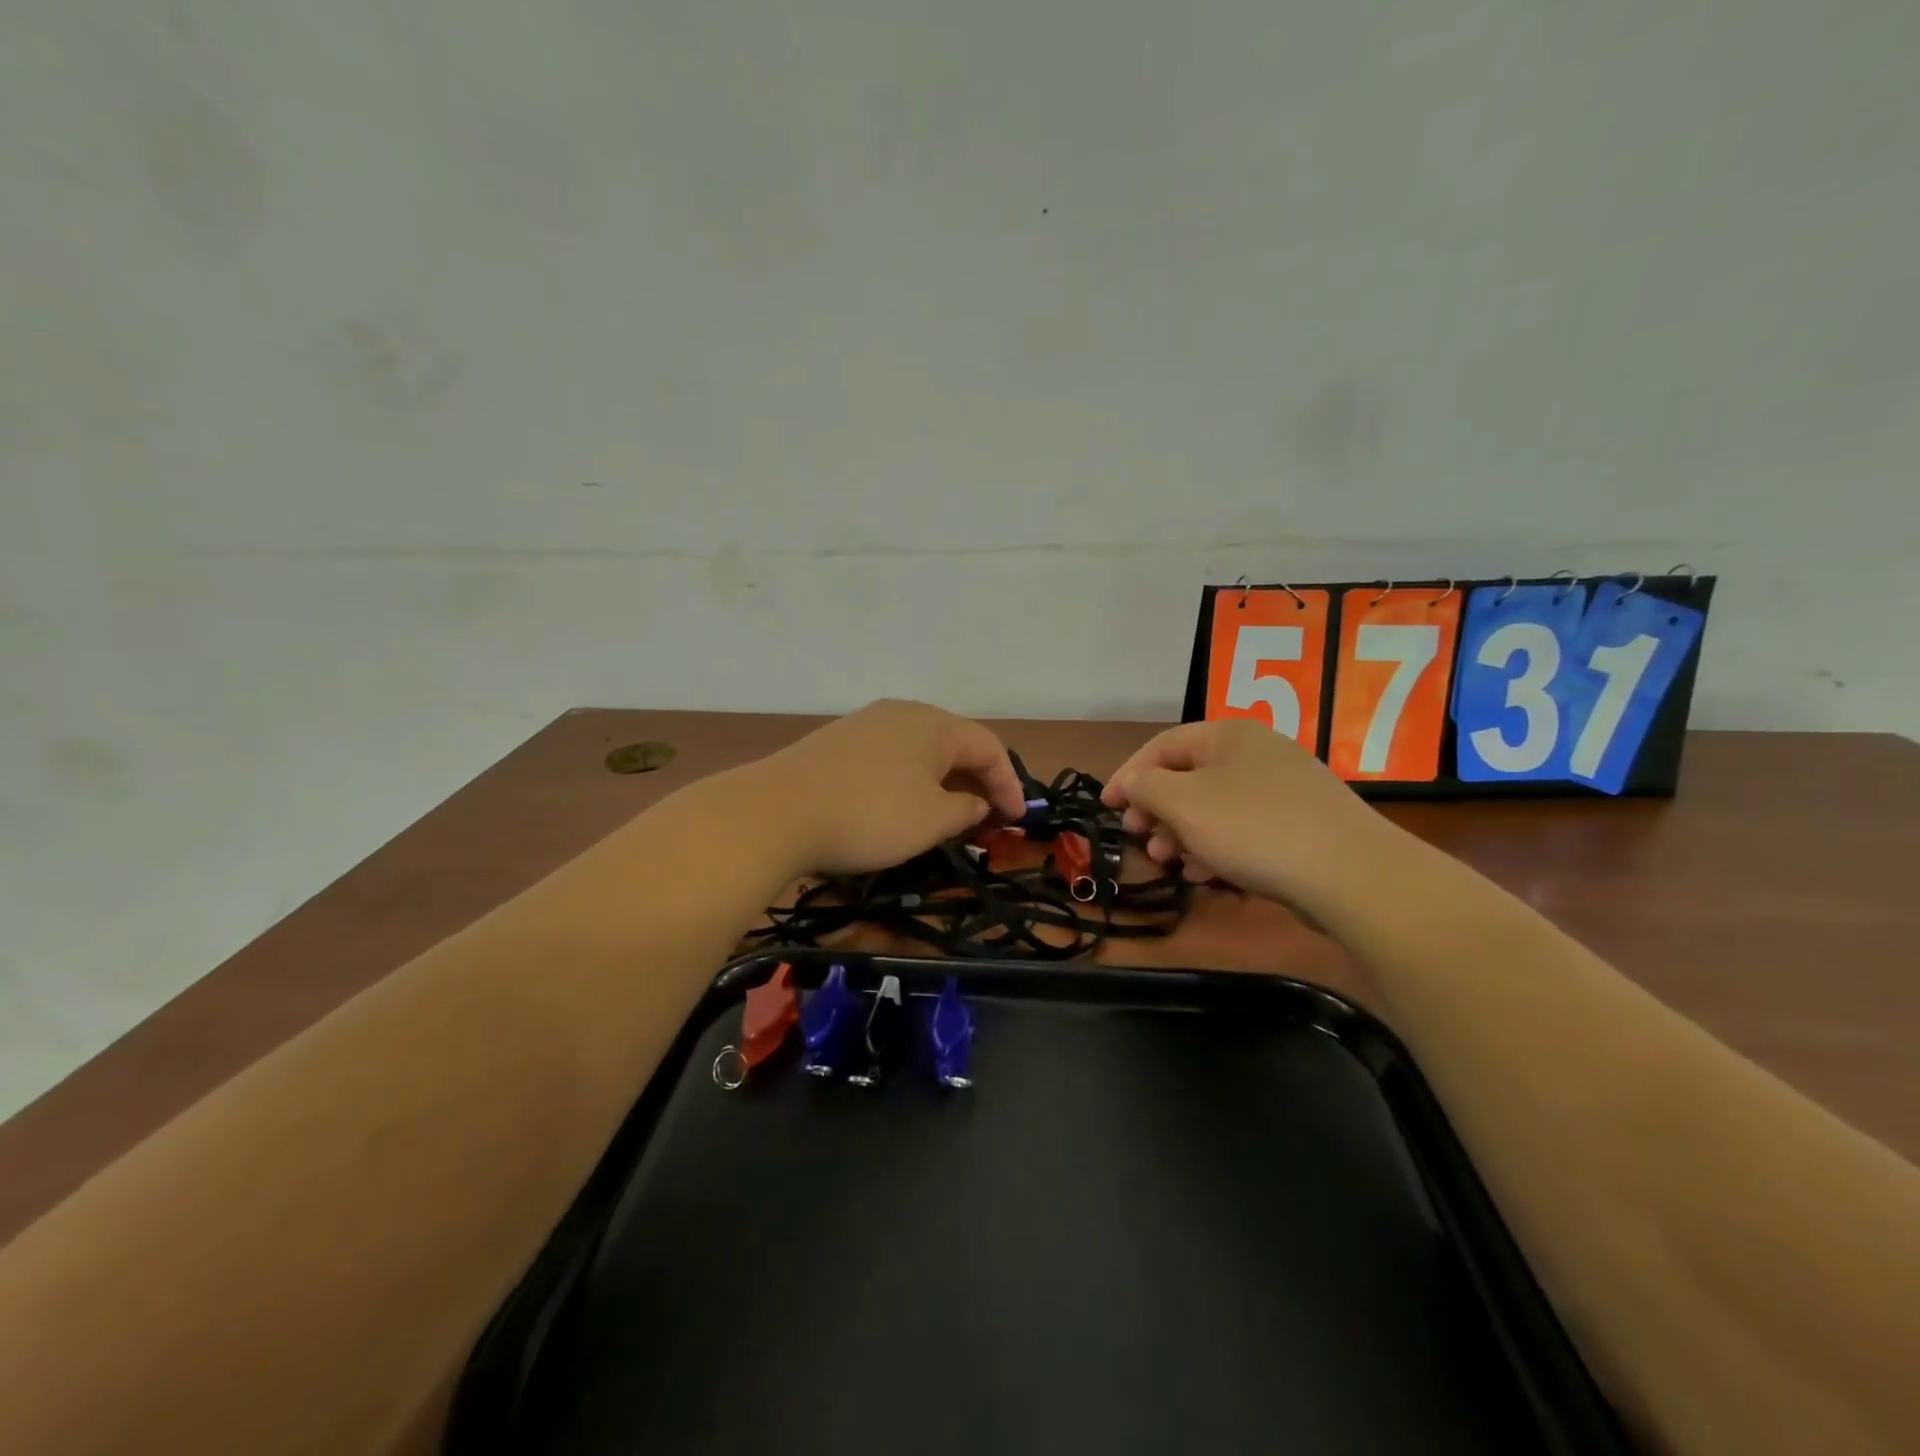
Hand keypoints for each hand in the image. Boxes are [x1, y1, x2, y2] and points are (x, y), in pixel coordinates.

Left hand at [753, 700, 1027, 876]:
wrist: (777, 811)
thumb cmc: (870, 815)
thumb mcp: (931, 821)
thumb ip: (965, 810)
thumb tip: (977, 802)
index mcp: (935, 724)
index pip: (989, 747)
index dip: (1009, 784)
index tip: (1016, 820)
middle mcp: (903, 713)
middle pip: (955, 743)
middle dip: (977, 780)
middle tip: (986, 817)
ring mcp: (867, 723)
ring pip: (921, 749)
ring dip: (943, 780)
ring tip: (948, 813)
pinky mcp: (838, 741)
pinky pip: (891, 755)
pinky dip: (911, 778)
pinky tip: (901, 803)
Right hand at [1102, 720, 1392, 909]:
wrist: (1351, 874)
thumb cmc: (1253, 828)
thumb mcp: (1184, 804)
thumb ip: (1145, 787)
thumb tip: (1130, 783)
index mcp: (1228, 735)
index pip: (1162, 746)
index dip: (1128, 775)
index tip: (1106, 808)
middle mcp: (1257, 753)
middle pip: (1189, 777)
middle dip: (1157, 810)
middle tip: (1139, 838)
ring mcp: (1283, 789)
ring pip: (1215, 807)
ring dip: (1183, 834)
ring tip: (1170, 862)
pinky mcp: (1301, 824)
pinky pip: (1244, 829)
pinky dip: (1217, 847)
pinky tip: (1207, 875)